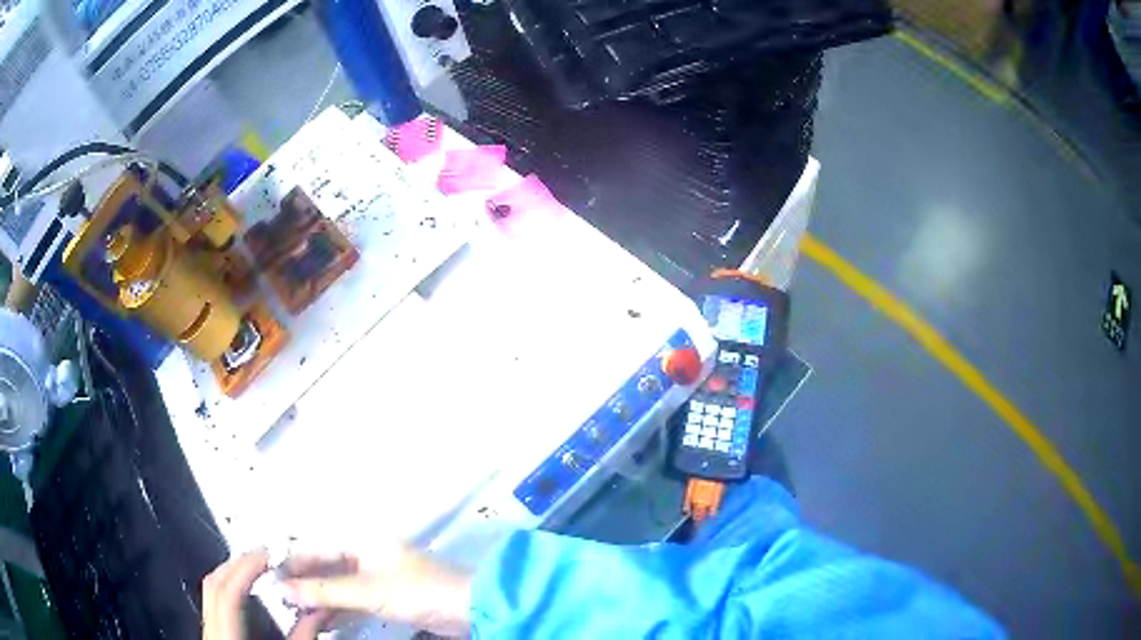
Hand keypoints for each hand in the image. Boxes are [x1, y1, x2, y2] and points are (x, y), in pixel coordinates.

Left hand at [202, 549, 328, 639]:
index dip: (246, 568)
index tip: (268, 554)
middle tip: (265, 554)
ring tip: (257, 566)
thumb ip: (304, 636)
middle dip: (238, 563)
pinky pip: (216, 602)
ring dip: (232, 573)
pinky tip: (247, 591)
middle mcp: (212, 629)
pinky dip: (231, 589)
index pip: (228, 591)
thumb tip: (319, 609)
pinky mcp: (215, 635)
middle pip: (214, 584)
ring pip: (212, 591)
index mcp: (227, 635)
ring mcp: (210, 631)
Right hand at [279, 545, 471, 637]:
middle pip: (326, 568)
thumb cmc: (416, 591)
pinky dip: (337, 609)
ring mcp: (378, 577)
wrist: (468, 608)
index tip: (269, 579)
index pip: (317, 549)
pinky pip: (354, 600)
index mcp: (361, 542)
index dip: (293, 564)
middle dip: (304, 583)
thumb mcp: (366, 591)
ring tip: (296, 612)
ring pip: (339, 586)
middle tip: (280, 600)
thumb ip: (324, 591)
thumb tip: (282, 589)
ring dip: (319, 598)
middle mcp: (366, 555)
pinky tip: (321, 619)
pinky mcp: (388, 597)